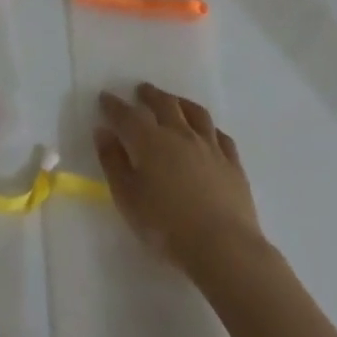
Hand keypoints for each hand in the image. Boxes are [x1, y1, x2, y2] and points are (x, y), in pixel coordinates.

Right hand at [94, 83, 261, 273]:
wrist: (223, 246)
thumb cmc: (165, 225)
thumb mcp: (127, 197)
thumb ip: (113, 162)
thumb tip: (103, 131)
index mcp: (150, 142)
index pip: (127, 115)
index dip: (114, 105)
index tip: (105, 97)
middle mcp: (181, 135)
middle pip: (165, 105)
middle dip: (150, 95)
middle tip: (141, 90)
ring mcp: (211, 147)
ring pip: (195, 114)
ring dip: (181, 102)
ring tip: (174, 100)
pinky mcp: (233, 163)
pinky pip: (220, 135)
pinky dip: (209, 128)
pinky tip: (208, 131)